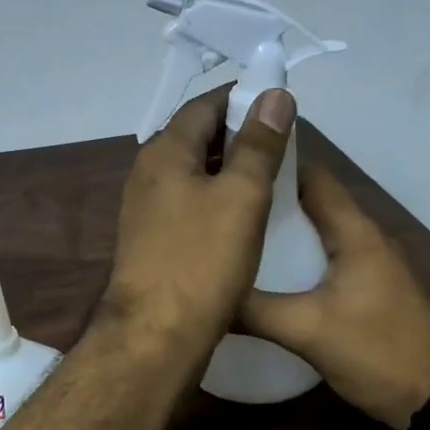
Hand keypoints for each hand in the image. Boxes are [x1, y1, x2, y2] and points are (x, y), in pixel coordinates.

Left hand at [98, 86, 295, 376]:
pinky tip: (244, 215)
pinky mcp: (153, 239)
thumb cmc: (201, 260)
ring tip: (272, 176)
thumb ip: (258, 144)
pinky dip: (217, 198)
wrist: (156, 335)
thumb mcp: (241, 196)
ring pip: (194, 172)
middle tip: (283, 142)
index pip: (204, 105)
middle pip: (196, 137)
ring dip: (230, 168)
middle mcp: (148, 173)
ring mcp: (146, 208)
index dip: (242, 98)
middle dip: (238, 133)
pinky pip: (189, 202)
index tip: (279, 104)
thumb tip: (273, 94)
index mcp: (164, 152)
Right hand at [239, 164, 429, 429]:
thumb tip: (206, 292)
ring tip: (233, 231)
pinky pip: (324, 257)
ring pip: (318, 231)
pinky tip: (266, 271)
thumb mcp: (308, 331)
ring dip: (282, 228)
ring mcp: (370, 263)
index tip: (231, 164)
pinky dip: (296, 255)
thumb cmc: (377, 351)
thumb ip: (254, 310)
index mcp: (354, 232)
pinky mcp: (368, 288)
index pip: (312, 176)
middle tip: (223, 200)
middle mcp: (364, 237)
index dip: (273, 165)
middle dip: (269, 198)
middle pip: (312, 201)